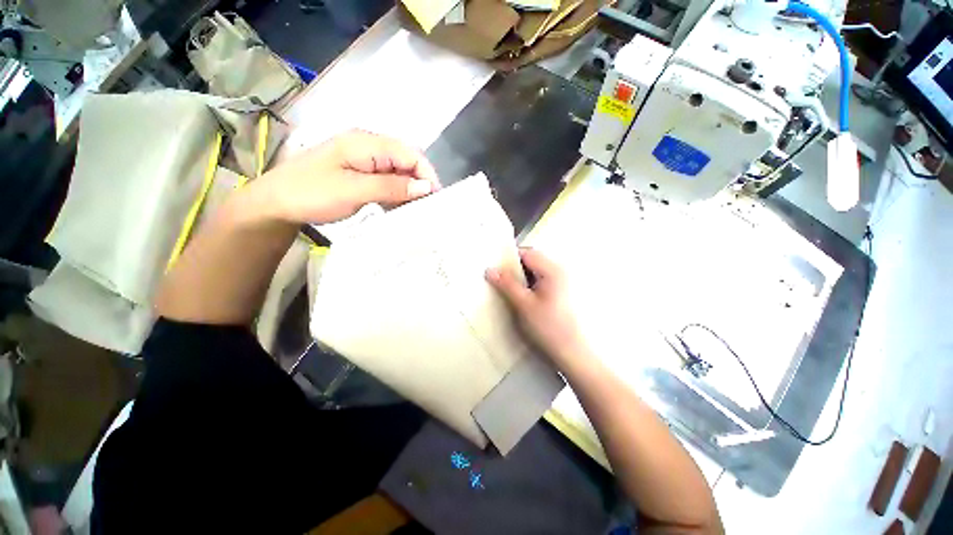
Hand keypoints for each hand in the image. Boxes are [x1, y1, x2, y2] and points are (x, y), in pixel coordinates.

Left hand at [256, 130, 439, 224]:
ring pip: (399, 173)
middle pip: (406, 161)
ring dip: (409, 191)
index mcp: (366, 143)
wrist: (276, 203)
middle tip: (427, 208)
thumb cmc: (311, 193)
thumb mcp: (354, 191)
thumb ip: (392, 187)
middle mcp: (368, 146)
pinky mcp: (361, 173)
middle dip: (420, 183)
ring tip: (415, 211)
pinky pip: (387, 181)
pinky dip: (396, 194)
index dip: (427, 174)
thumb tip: (426, 187)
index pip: (410, 154)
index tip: (435, 199)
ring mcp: (364, 160)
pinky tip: (397, 208)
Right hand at [486, 248, 589, 368]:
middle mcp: (560, 271)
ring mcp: (562, 282)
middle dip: (515, 268)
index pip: (527, 253)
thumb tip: (489, 269)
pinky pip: (541, 280)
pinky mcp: (561, 292)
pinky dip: (530, 284)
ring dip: (522, 277)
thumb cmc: (548, 327)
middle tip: (500, 280)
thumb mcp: (524, 305)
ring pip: (536, 270)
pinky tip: (523, 297)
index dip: (509, 258)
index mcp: (552, 270)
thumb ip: (507, 284)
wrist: (572, 351)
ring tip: (509, 289)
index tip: (496, 269)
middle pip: (532, 260)